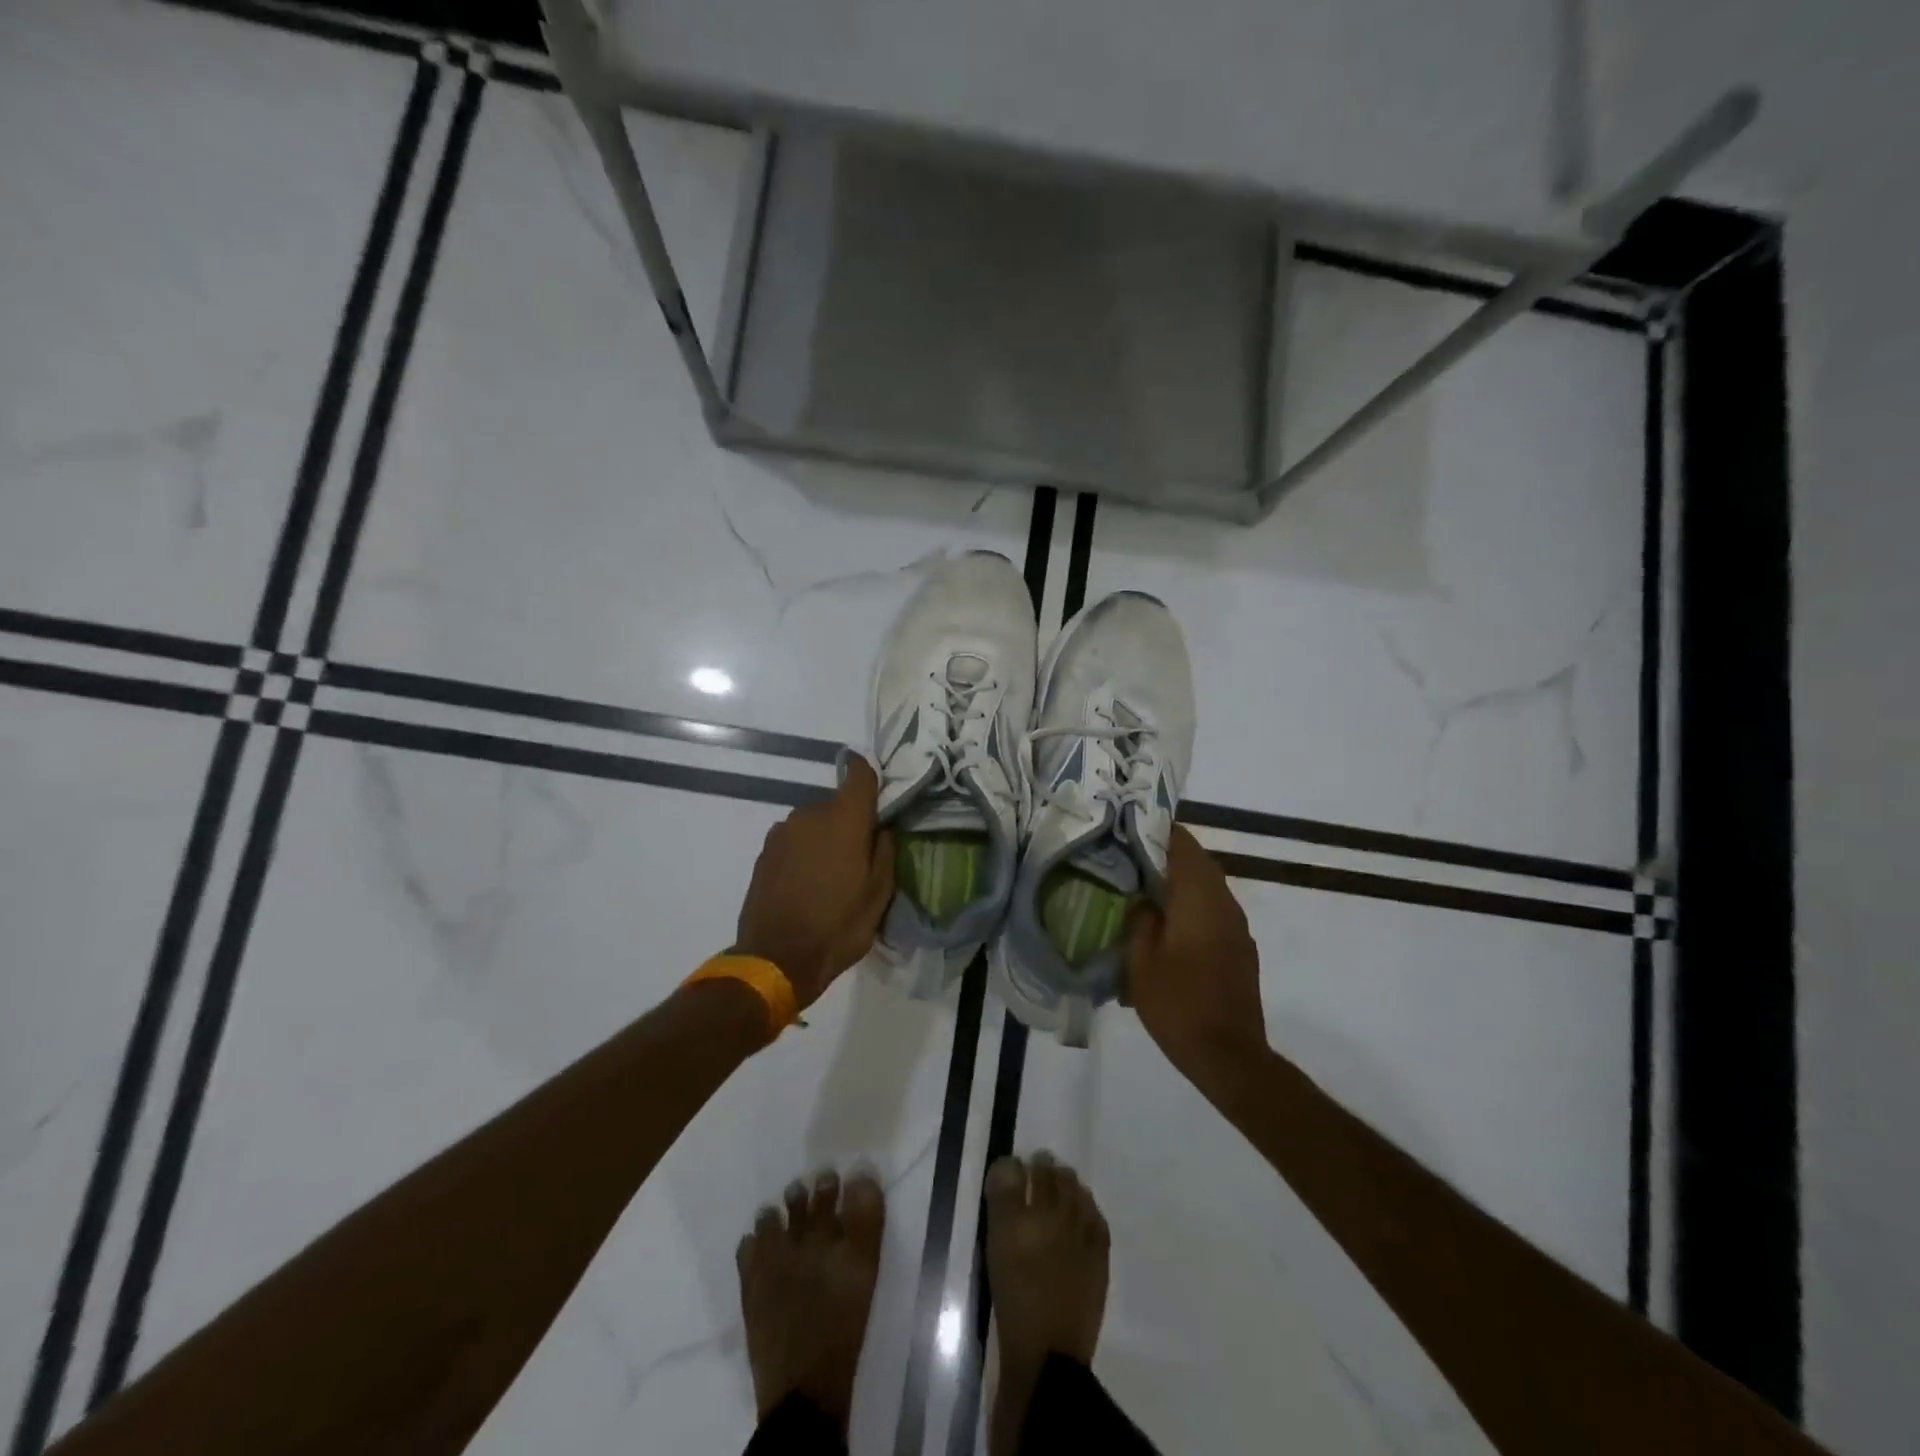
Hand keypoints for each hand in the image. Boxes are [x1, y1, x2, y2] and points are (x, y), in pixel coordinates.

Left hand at [733, 755, 895, 1009]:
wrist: (777, 959)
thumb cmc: (839, 925)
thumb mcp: (879, 894)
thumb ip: (885, 851)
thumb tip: (882, 828)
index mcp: (845, 818)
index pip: (858, 773)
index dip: (868, 774)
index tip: (876, 792)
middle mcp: (810, 813)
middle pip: (836, 804)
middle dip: (849, 823)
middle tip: (858, 857)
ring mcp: (782, 831)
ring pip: (813, 823)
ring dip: (824, 839)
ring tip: (829, 876)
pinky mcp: (764, 852)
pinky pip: (793, 841)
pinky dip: (803, 853)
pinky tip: (806, 884)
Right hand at [1123, 824, 1268, 1080]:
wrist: (1229, 1056)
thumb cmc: (1178, 1004)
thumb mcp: (1141, 962)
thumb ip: (1140, 921)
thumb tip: (1144, 900)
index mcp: (1198, 899)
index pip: (1184, 846)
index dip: (1160, 831)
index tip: (1133, 826)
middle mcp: (1224, 904)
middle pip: (1200, 862)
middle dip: (1169, 854)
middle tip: (1133, 856)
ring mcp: (1238, 927)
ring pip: (1210, 886)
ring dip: (1183, 880)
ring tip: (1148, 887)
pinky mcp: (1242, 949)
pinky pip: (1216, 910)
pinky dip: (1194, 904)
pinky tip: (1171, 923)